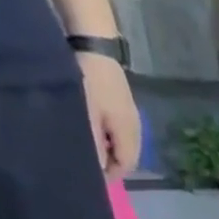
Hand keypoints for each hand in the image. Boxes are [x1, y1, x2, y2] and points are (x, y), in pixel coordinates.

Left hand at [78, 52, 140, 176]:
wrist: (94, 43)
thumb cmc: (89, 81)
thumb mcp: (87, 115)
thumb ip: (92, 145)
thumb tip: (96, 170)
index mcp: (129, 136)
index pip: (124, 167)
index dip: (108, 175)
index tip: (87, 175)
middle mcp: (135, 130)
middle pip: (124, 157)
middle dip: (107, 163)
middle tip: (83, 160)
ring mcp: (130, 117)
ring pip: (120, 144)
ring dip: (105, 148)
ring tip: (84, 143)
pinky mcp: (122, 105)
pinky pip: (116, 130)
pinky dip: (104, 135)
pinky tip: (90, 126)